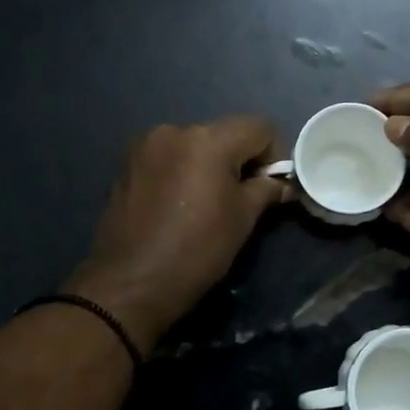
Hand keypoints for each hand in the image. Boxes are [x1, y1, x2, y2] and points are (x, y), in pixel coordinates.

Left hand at [64, 116, 291, 352]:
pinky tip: (177, 204)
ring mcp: (145, 145)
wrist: (130, 283)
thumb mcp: (242, 220)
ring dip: (208, 165)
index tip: (270, 187)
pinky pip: (168, 157)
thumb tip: (282, 183)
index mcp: (208, 140)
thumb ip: (266, 190)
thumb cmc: (196, 251)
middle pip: (224, 133)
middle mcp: (175, 130)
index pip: (259, 127)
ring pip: (194, 144)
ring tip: (204, 204)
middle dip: (239, 160)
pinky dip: (181, 171)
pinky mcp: (126, 164)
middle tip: (240, 198)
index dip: (274, 155)